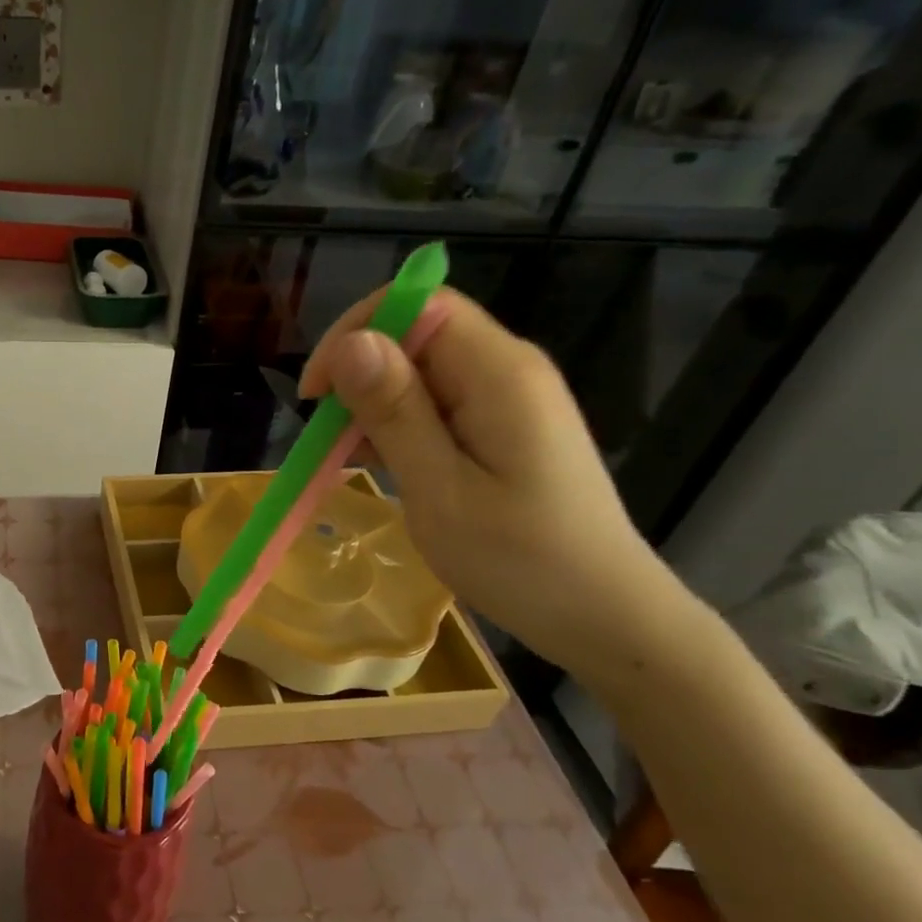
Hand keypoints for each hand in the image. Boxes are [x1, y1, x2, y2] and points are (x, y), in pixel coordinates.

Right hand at [299, 287, 677, 672]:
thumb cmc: (521, 561)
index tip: (317, 394)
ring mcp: (509, 398)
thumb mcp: (441, 490)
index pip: (419, 305)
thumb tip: (351, 341)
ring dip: (374, 404)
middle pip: (417, 334)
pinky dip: (399, 424)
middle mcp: (508, 370)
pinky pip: (437, 401)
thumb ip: (396, 412)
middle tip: (327, 438)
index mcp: (500, 374)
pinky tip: (385, 464)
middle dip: (360, 374)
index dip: (357, 331)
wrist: (604, 615)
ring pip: (421, 370)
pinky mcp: (504, 425)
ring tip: (350, 458)